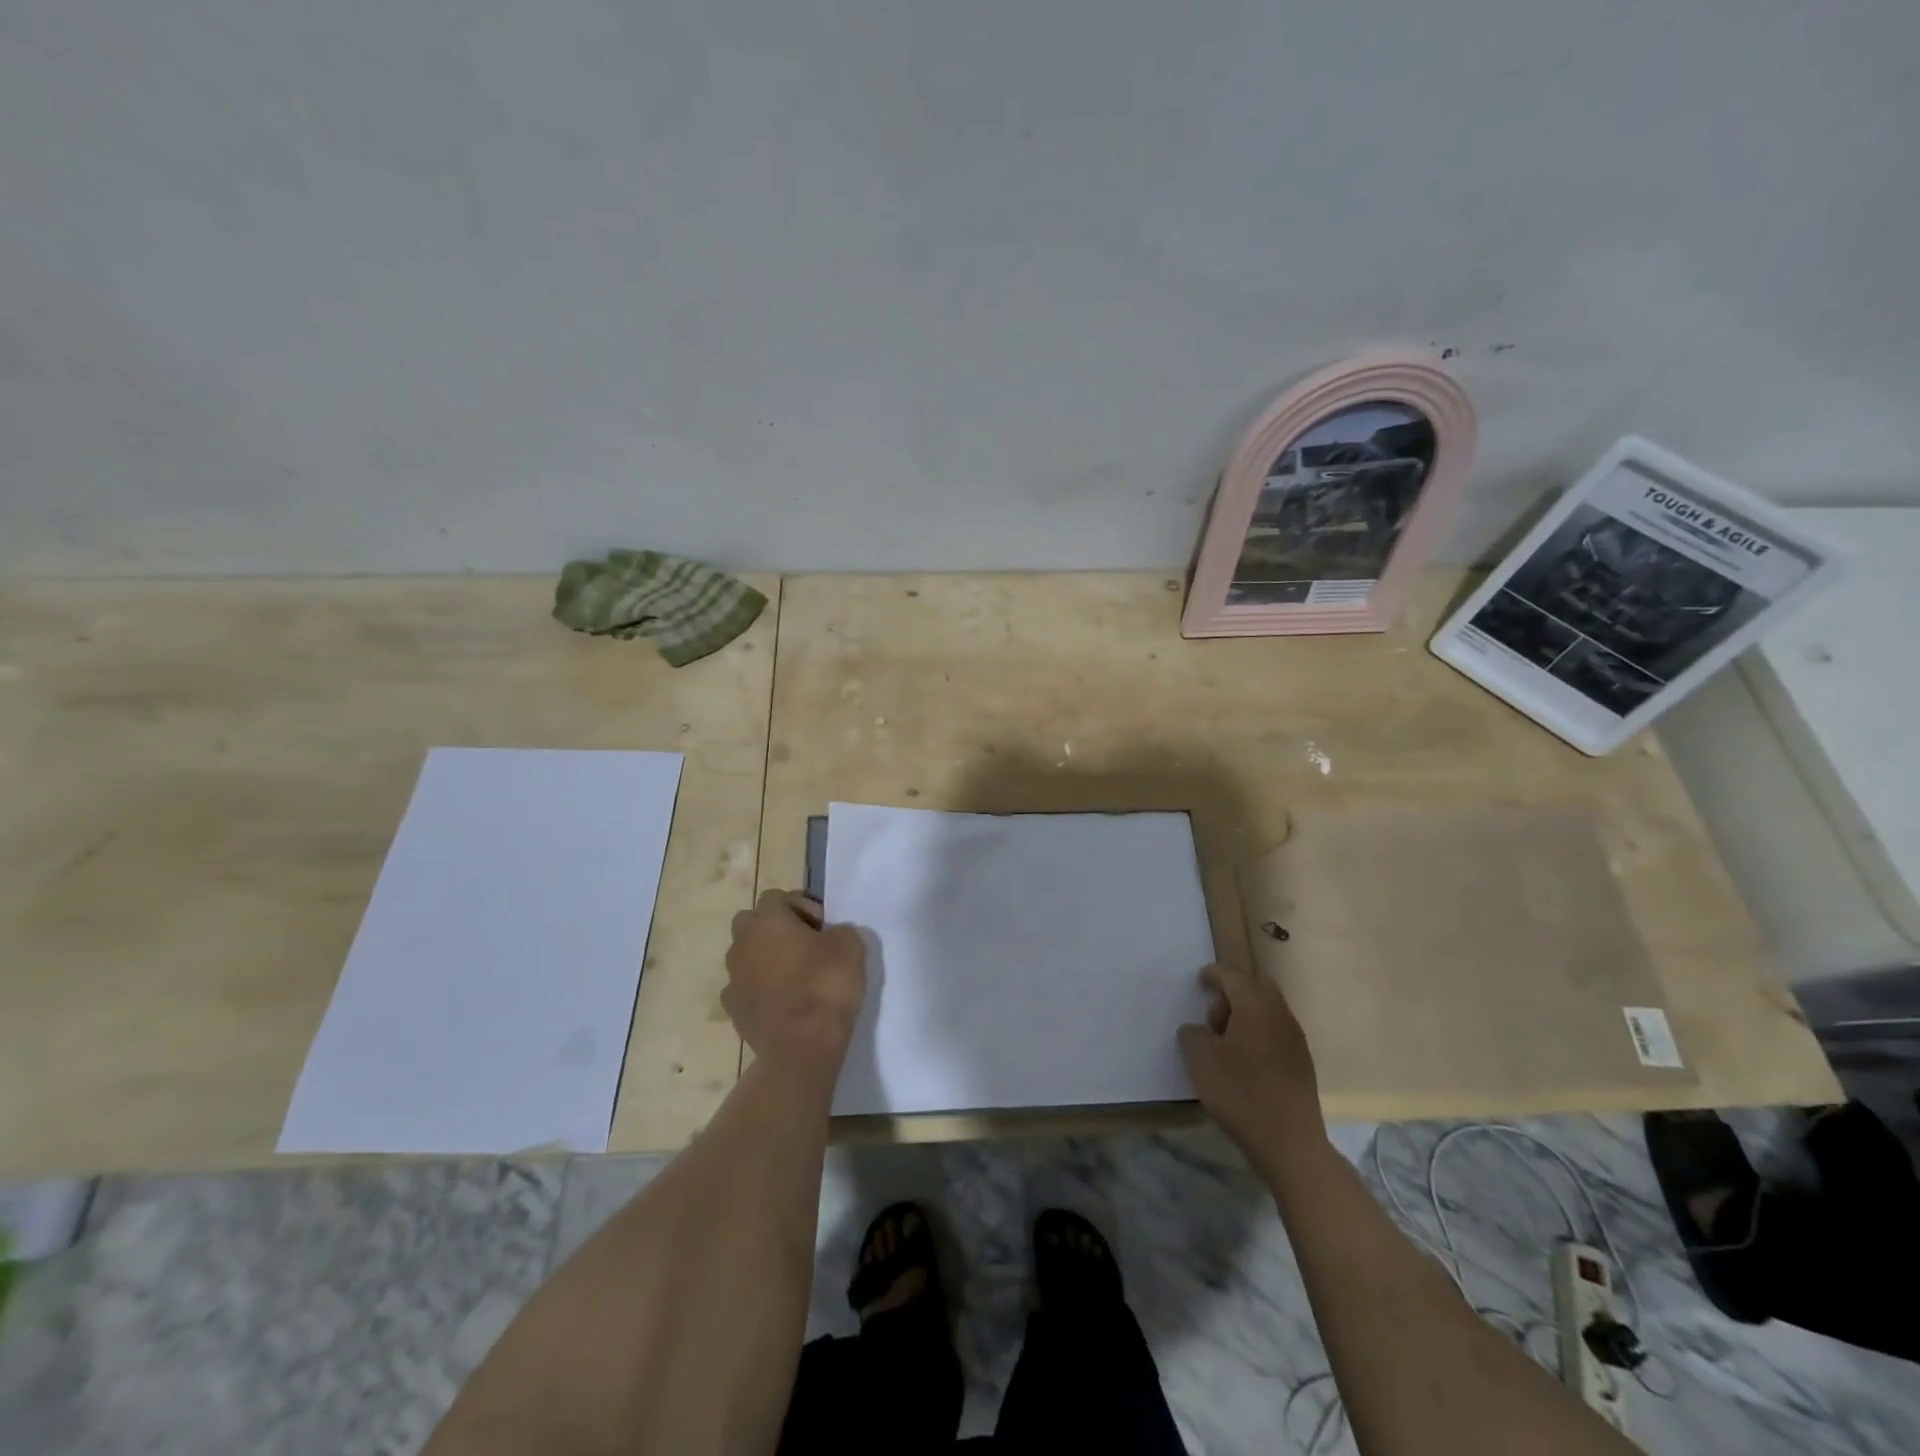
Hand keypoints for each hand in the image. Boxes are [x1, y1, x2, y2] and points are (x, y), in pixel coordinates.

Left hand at [724, 890, 866, 1071]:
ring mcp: (733, 978)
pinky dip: (760, 989)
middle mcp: (742, 943)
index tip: (823, 926)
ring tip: (795, 976)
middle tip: (805, 945)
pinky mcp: (733, 1010)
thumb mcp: (851, 945)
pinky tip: (783, 1002)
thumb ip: (839, 930)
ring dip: (766, 959)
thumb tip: (832, 936)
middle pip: (751, 922)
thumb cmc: (825, 985)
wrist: (802, 1046)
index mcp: (767, 921)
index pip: (776, 897)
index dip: (801, 906)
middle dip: (775, 928)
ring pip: (746, 956)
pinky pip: (745, 987)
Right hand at [1178, 963, 1326, 1168]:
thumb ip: (1192, 1035)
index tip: (1200, 980)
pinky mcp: (1302, 1065)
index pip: (1233, 977)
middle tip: (1213, 1018)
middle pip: (1257, 989)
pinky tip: (1244, 1063)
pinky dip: (1258, 1036)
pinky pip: (1276, 1034)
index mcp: (1256, 1007)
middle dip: (1233, 994)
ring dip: (1246, 1017)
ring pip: (1268, 1012)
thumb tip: (1196, 1030)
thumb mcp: (1201, 1060)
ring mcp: (1296, 1041)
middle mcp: (1280, 1016)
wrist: (1290, 1143)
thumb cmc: (1241, 1093)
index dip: (1214, 974)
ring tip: (1225, 1045)